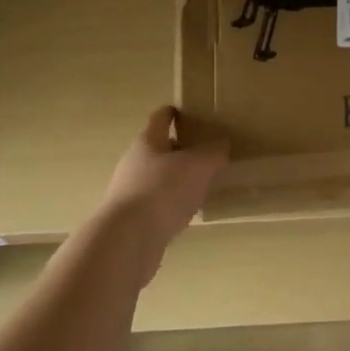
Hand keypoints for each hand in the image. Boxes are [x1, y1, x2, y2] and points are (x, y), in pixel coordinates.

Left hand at [101, 106, 227, 259]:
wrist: (127, 239)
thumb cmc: (163, 190)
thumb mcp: (198, 166)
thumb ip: (213, 153)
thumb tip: (221, 143)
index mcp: (148, 142)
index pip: (160, 118)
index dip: (172, 113)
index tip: (186, 111)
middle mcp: (134, 163)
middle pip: (158, 149)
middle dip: (179, 149)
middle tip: (204, 151)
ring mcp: (130, 192)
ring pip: (157, 178)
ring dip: (176, 179)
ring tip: (201, 184)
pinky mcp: (132, 219)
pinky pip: (156, 204)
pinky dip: (171, 204)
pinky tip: (187, 212)